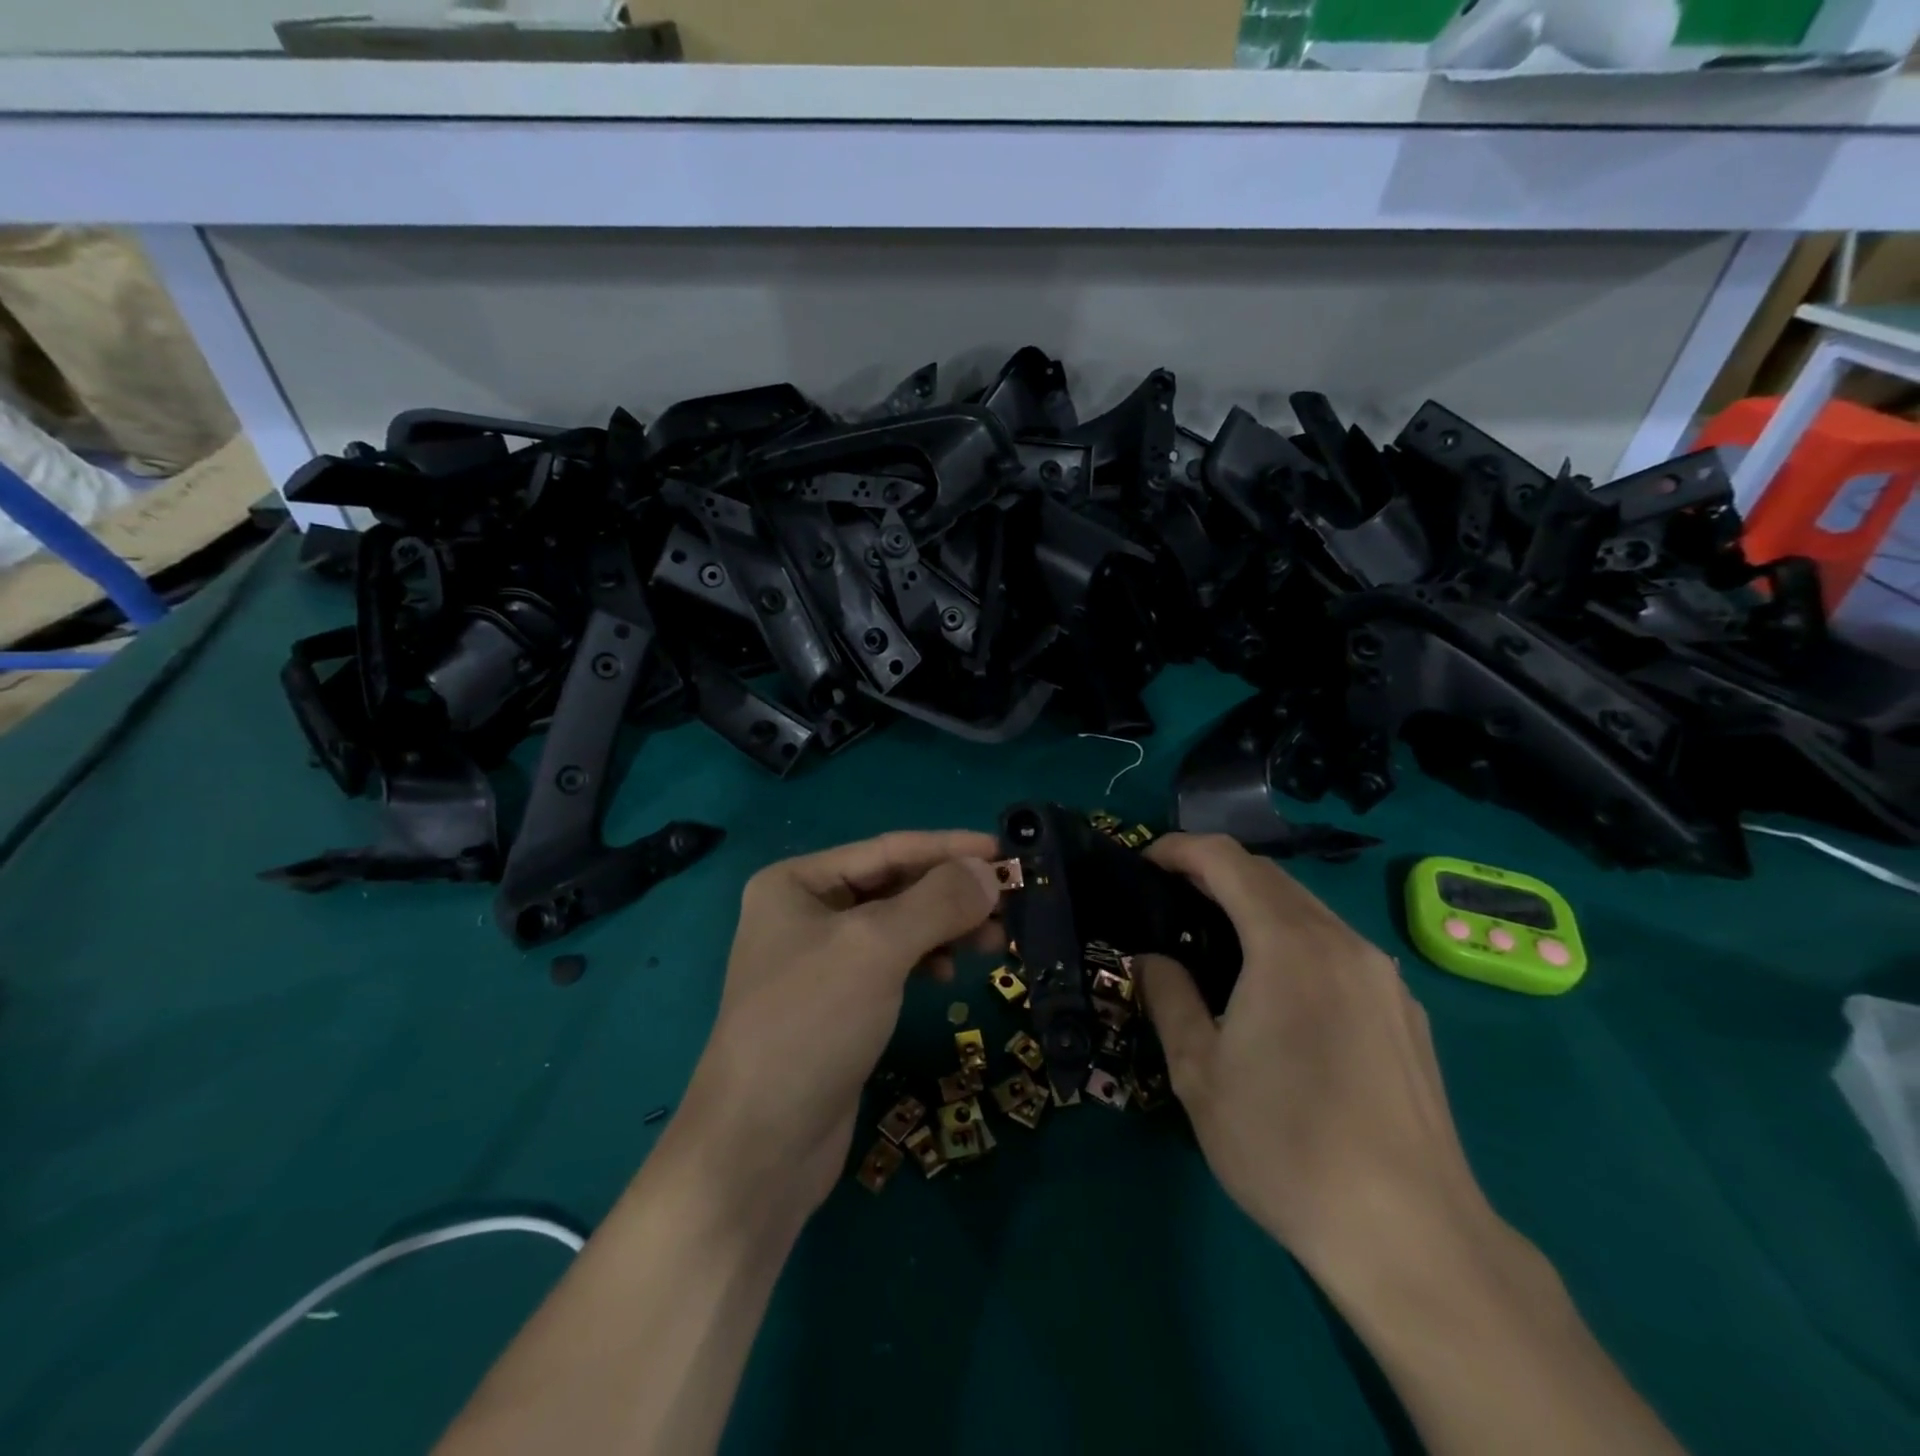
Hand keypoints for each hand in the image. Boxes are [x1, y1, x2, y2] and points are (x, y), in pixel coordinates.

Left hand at [678, 830, 1002, 1214]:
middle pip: (895, 886)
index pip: (888, 849)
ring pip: (898, 926)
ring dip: (947, 928)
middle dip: (952, 892)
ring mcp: (820, 961)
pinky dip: (927, 961)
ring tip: (996, 941)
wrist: (760, 1147)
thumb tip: (989, 871)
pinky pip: (893, 963)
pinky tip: (950, 975)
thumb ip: (937, 901)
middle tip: (1010, 903)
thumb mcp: (876, 948)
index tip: (1005, 851)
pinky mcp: (838, 1003)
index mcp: (797, 882)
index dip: (949, 848)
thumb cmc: (812, 1024)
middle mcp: (805, 913)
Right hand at [1133, 834, 1500, 1294]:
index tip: (1144, 862)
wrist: (1413, 1237)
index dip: (1180, 848)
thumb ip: (1168, 996)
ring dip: (1255, 903)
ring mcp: (1383, 976)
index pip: (1227, 860)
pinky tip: (1275, 986)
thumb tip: (1152, 957)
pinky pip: (1337, 946)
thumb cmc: (1286, 1146)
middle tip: (1168, 897)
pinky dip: (1292, 936)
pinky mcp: (1405, 1010)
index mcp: (1289, 945)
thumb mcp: (1198, 1073)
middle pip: (1271, 875)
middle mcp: (1344, 943)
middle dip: (1214, 871)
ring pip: (1308, 909)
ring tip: (1214, 937)